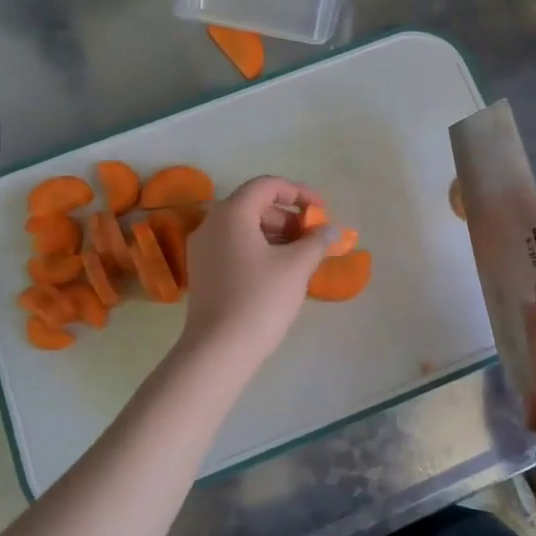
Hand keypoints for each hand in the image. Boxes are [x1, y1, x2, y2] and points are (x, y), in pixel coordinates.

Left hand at [179, 176, 332, 369]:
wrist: (219, 350)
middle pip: (254, 206)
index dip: (298, 192)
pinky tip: (279, 271)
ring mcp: (202, 249)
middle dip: (288, 217)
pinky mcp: (202, 272)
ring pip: (244, 228)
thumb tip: (332, 229)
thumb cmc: (260, 299)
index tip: (322, 210)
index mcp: (231, 214)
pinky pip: (234, 247)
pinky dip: (259, 249)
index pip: (266, 186)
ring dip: (276, 234)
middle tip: (313, 238)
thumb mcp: (296, 267)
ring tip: (301, 257)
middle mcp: (211, 224)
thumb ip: (317, 241)